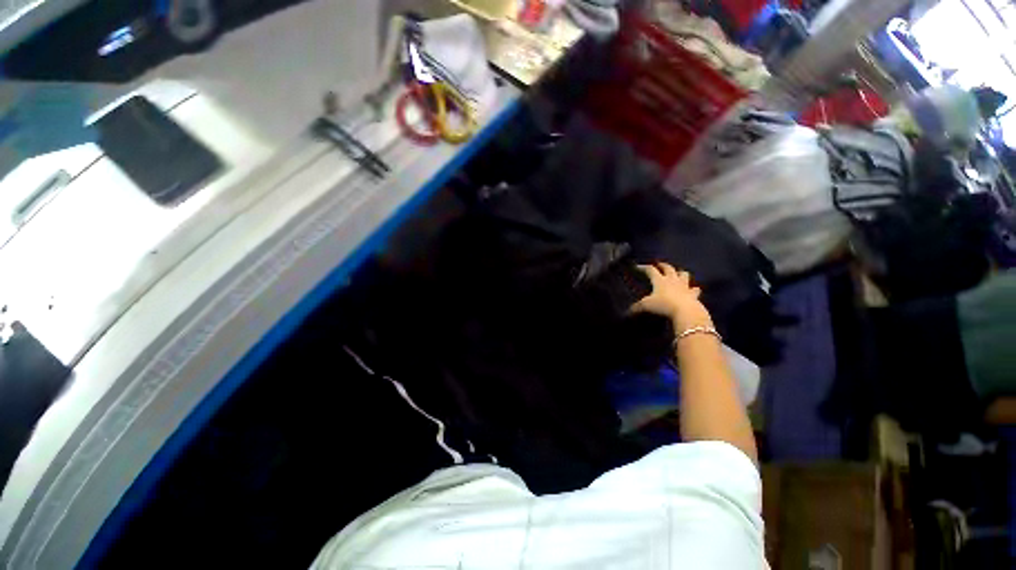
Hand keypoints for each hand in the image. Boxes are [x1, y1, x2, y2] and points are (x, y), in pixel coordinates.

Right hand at [631, 263, 712, 330]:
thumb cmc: (664, 305)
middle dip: (663, 265)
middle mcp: (672, 280)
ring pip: (684, 275)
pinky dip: (694, 289)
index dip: (644, 267)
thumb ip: (637, 307)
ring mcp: (684, 286)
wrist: (686, 311)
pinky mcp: (693, 294)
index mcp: (659, 280)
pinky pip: (695, 290)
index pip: (650, 270)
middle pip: (668, 268)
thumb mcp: (646, 306)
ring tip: (678, 273)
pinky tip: (693, 289)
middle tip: (660, 264)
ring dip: (680, 273)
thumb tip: (628, 311)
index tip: (638, 267)